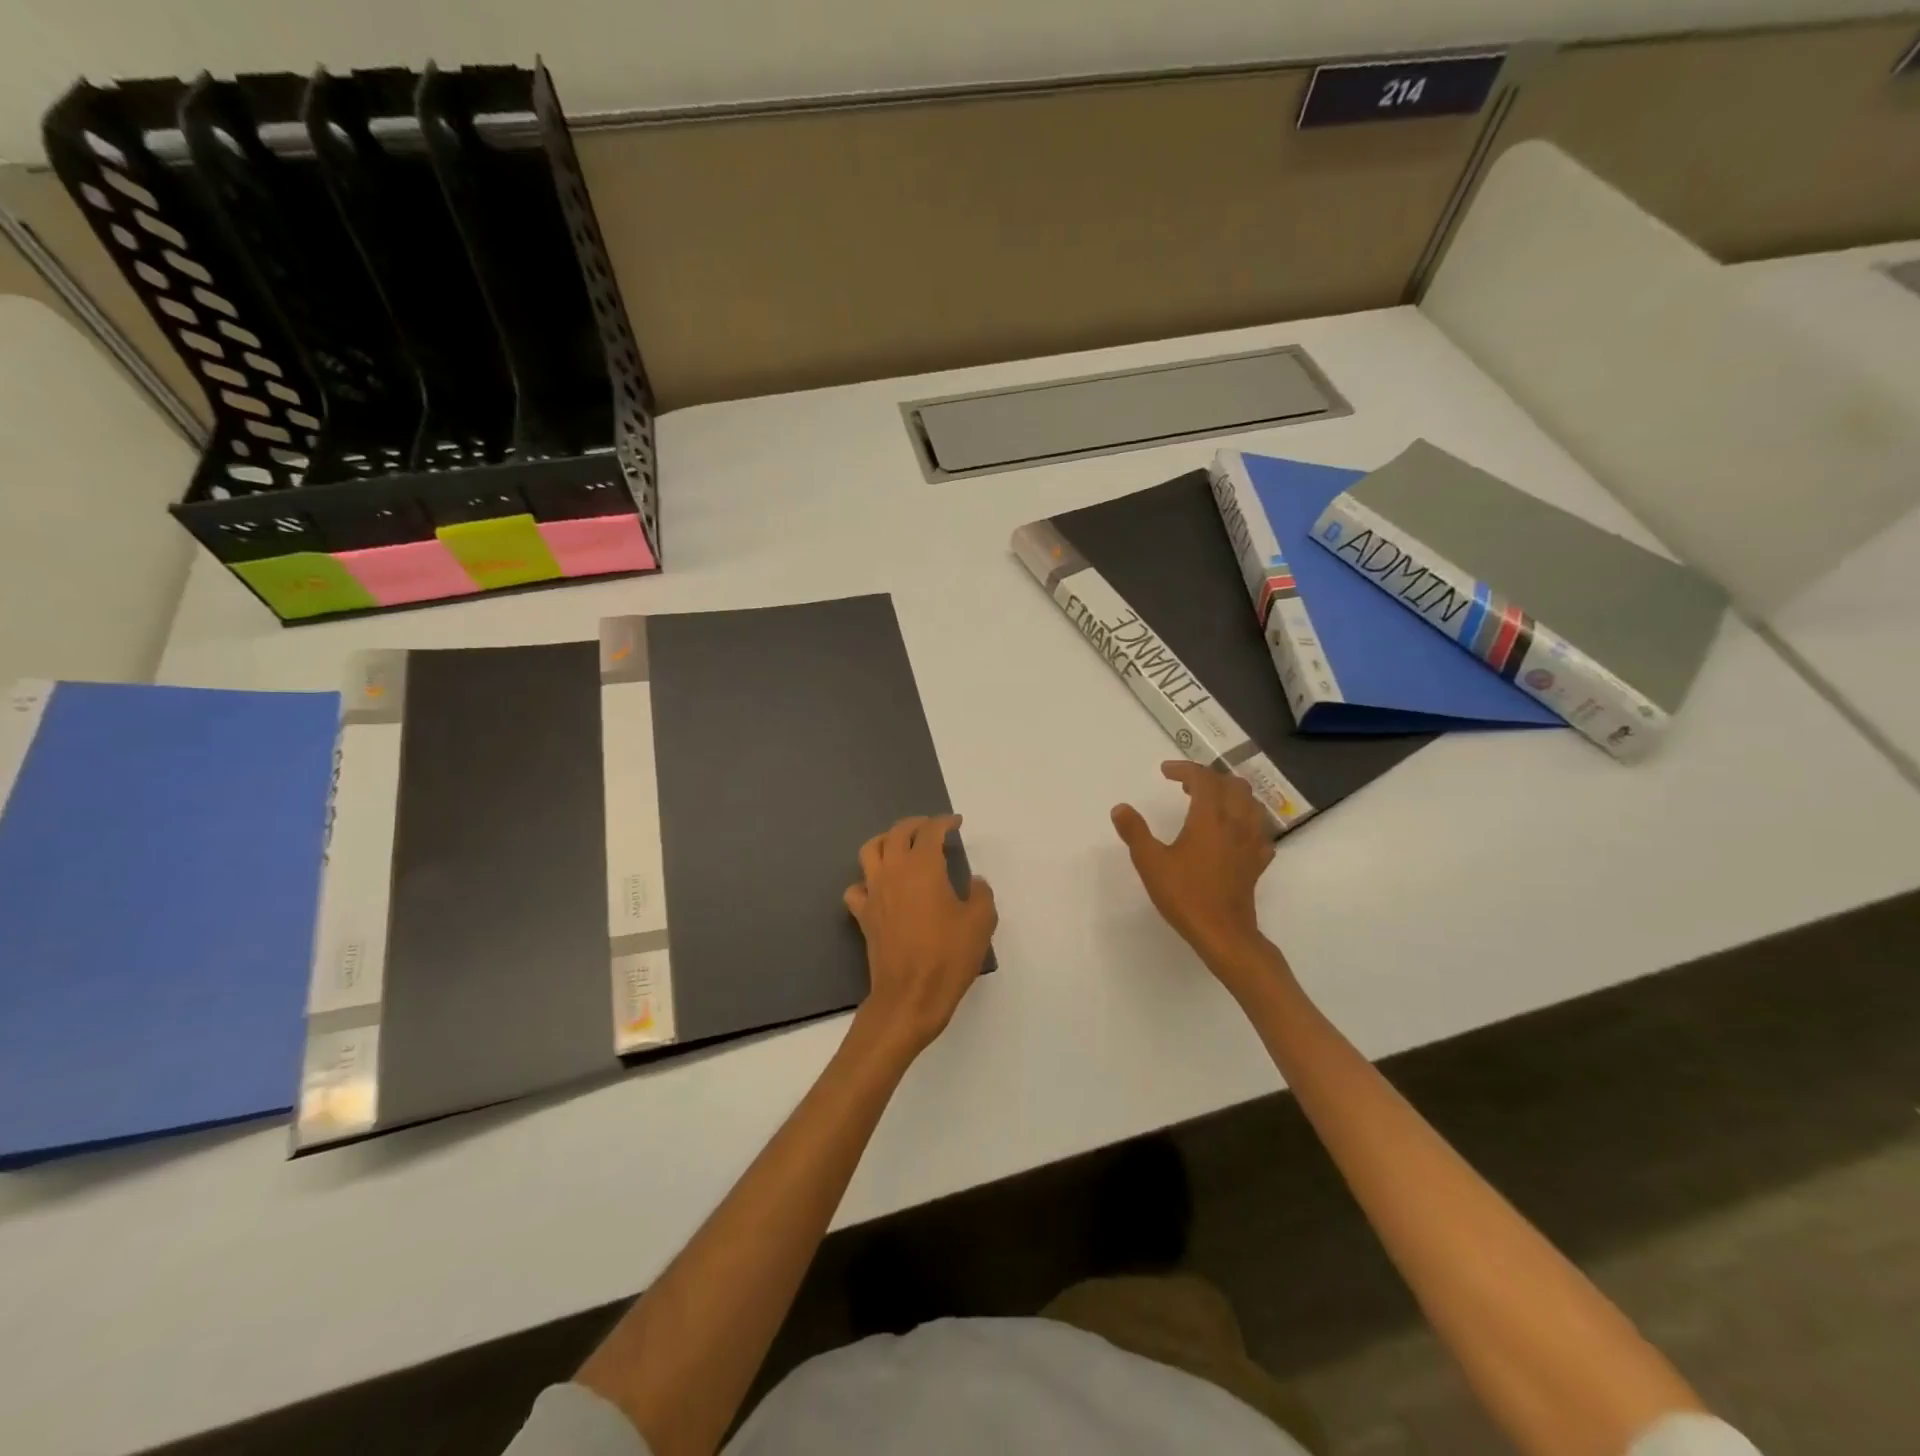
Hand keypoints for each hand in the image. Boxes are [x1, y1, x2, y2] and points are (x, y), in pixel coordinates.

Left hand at [845, 815, 996, 1057]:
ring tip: (900, 846)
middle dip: (915, 825)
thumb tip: (975, 882)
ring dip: (885, 841)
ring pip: (869, 850)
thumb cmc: (948, 956)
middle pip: (897, 833)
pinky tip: (879, 887)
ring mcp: (874, 892)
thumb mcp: (980, 922)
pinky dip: (866, 880)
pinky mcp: (863, 915)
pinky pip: (856, 887)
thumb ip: (980, 894)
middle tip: (931, 828)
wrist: (910, 995)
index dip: (944, 822)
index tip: (956, 823)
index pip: (931, 831)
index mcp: (923, 866)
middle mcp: (893, 871)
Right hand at [1112, 762, 1274, 965]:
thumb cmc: (1185, 895)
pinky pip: (1259, 830)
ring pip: (1251, 803)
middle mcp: (1236, 822)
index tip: (1165, 772)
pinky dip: (1245, 821)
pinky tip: (1233, 833)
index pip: (1203, 778)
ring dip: (1231, 794)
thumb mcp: (1150, 862)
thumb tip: (1120, 808)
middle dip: (1209, 778)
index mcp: (1210, 817)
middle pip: (1232, 785)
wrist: (1223, 933)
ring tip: (1211, 802)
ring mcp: (1252, 841)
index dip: (1184, 769)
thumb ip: (1135, 832)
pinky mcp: (1259, 861)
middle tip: (1186, 785)